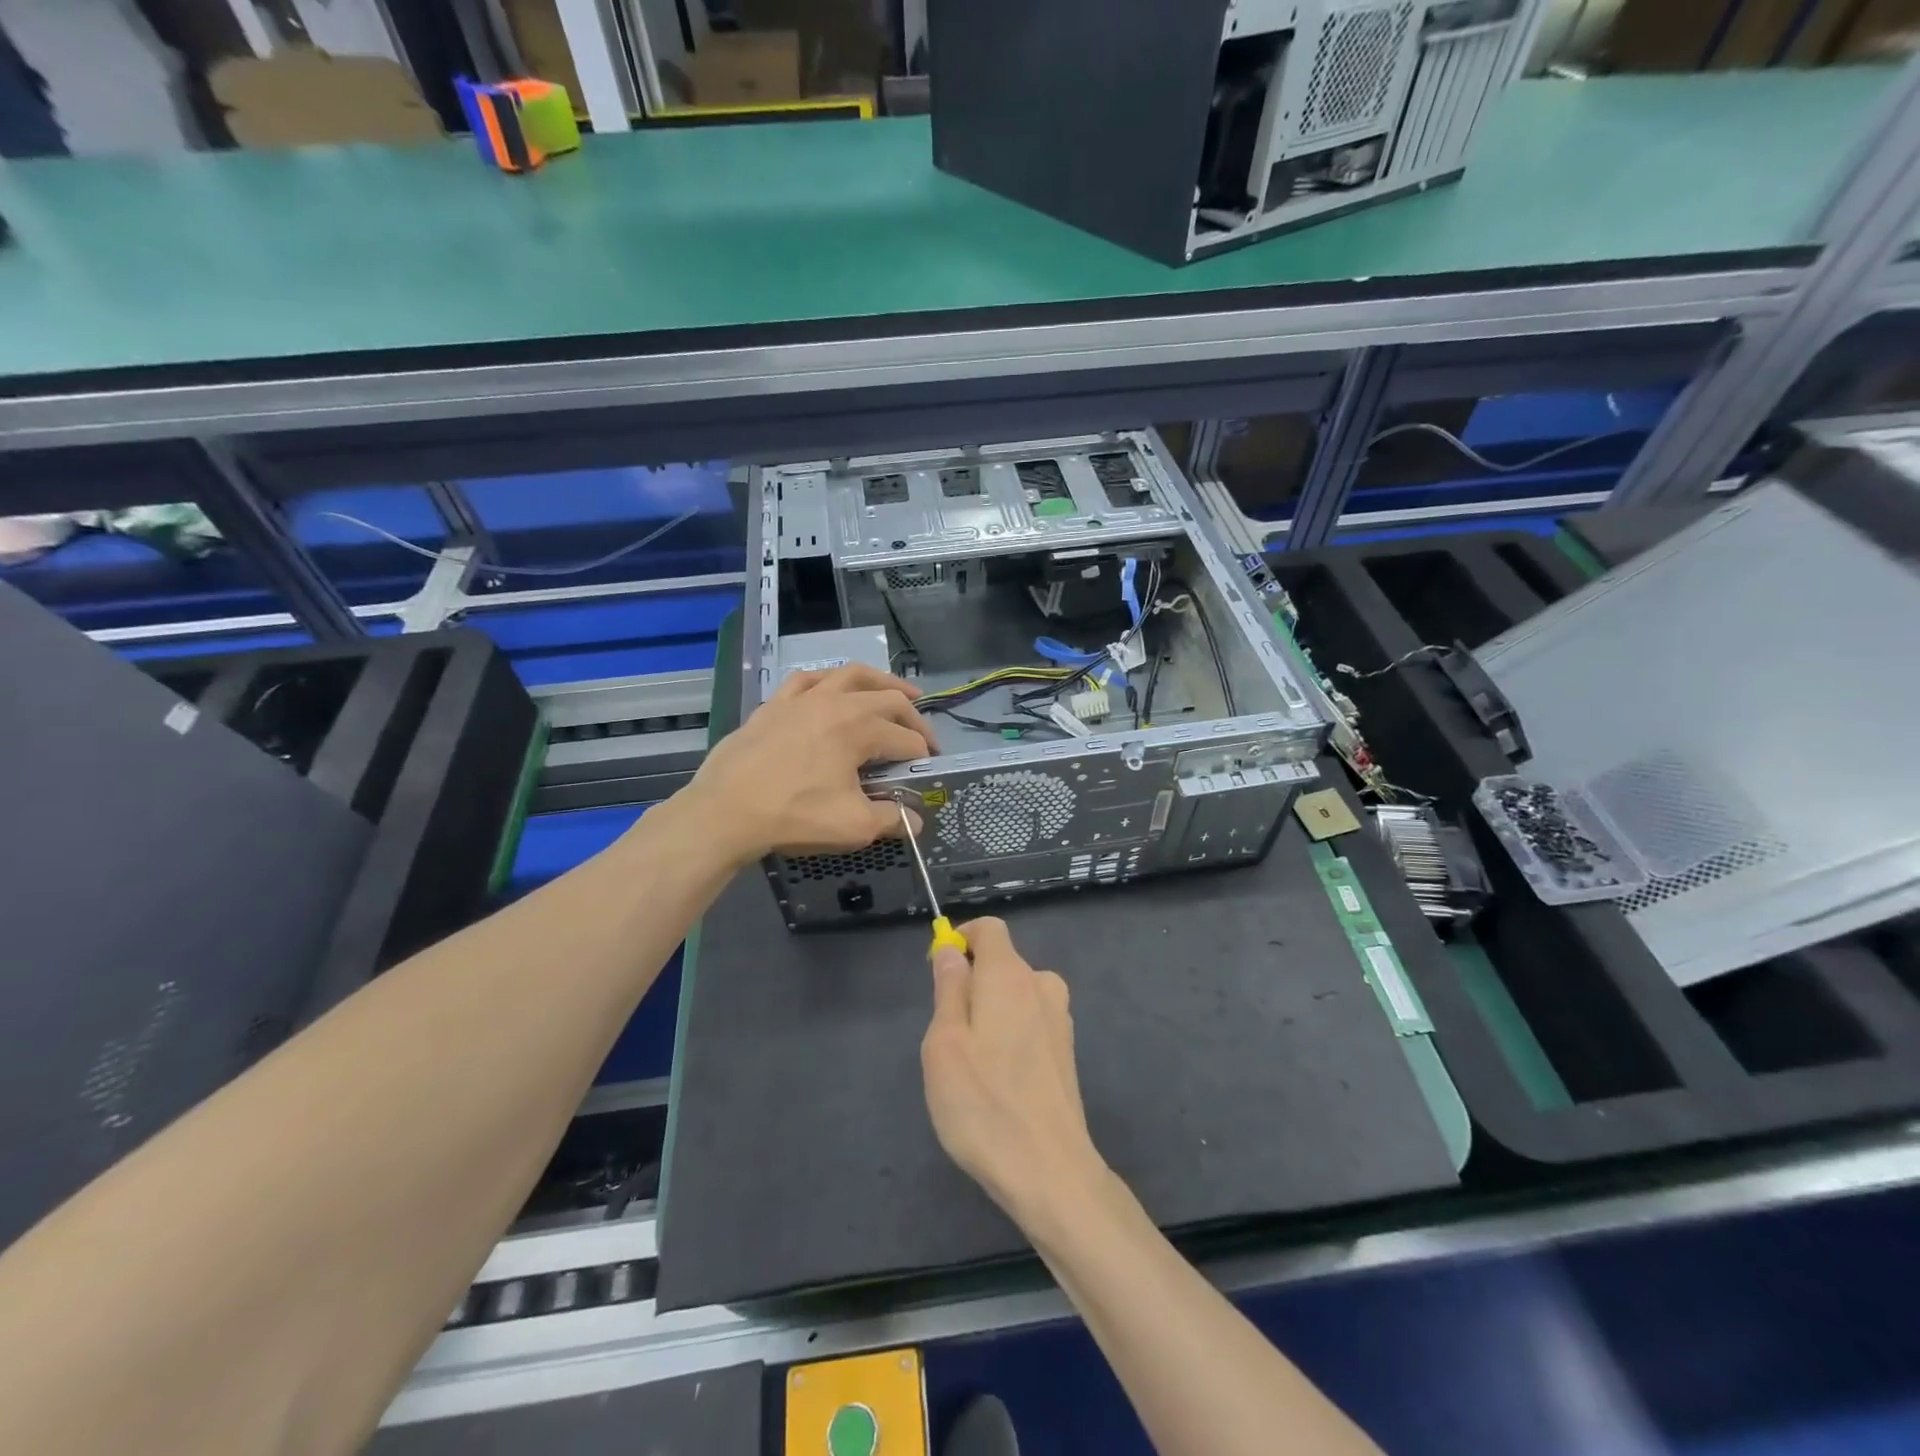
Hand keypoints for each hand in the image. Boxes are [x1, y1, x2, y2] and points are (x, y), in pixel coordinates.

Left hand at [684, 663, 937, 863]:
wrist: (725, 811)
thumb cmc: (794, 815)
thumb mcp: (853, 826)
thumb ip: (891, 819)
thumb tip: (915, 821)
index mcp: (860, 728)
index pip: (906, 739)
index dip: (923, 756)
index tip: (928, 770)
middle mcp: (837, 702)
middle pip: (889, 699)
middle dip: (914, 717)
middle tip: (923, 737)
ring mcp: (803, 698)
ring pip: (851, 675)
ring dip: (880, 681)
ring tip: (895, 691)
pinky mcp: (775, 704)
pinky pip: (807, 680)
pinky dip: (828, 681)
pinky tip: (832, 688)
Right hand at [921, 918, 1110, 1229]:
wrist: (1051, 1173)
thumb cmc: (984, 1105)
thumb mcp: (945, 1043)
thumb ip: (948, 988)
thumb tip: (950, 949)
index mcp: (1010, 975)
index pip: (989, 928)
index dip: (961, 939)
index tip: (938, 973)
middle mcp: (1041, 985)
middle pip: (1000, 962)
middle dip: (970, 984)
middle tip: (947, 1038)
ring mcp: (1059, 1019)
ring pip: (1013, 995)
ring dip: (989, 1013)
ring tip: (972, 1067)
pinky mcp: (1066, 1050)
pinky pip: (1029, 1022)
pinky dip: (1009, 1035)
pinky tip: (1000, 1083)